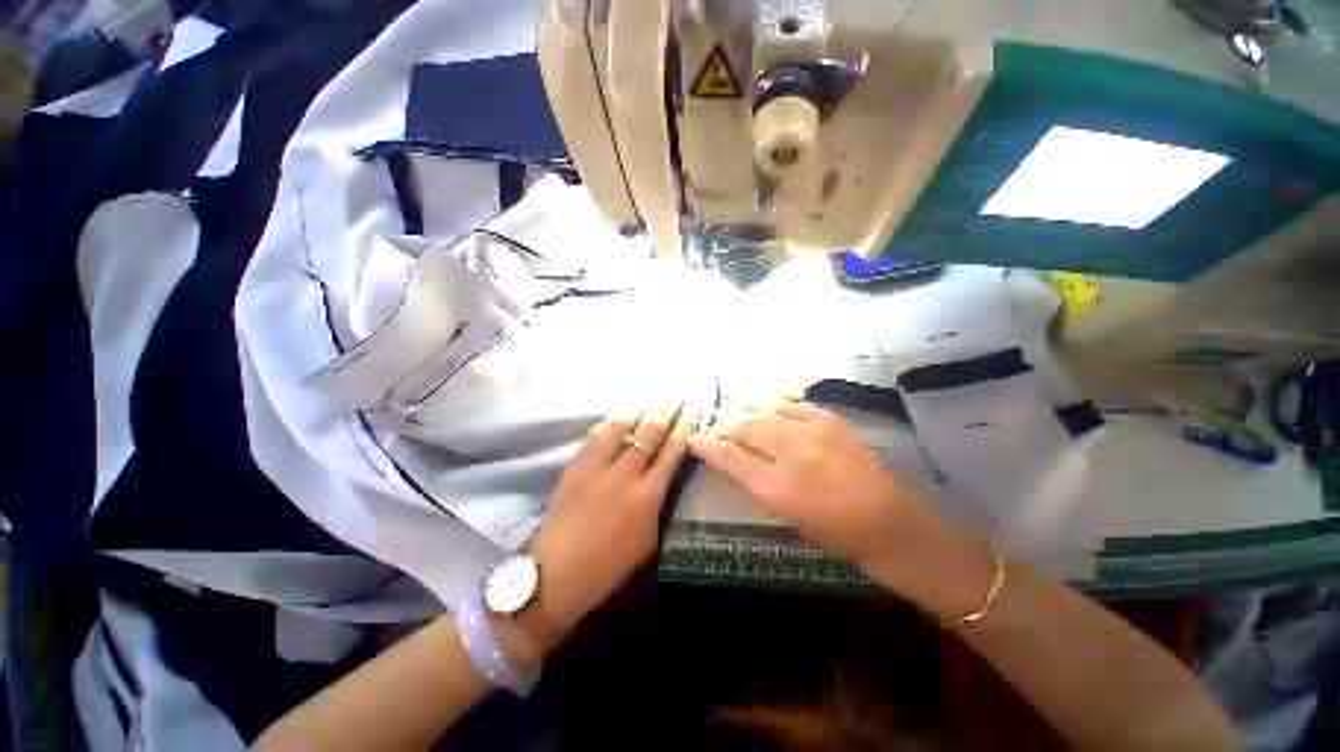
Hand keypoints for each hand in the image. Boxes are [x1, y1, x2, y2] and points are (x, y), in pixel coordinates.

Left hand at [520, 403, 696, 651]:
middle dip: (667, 412)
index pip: (672, 452)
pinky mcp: (576, 465)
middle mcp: (626, 475)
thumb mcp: (648, 537)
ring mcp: (598, 467)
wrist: (558, 573)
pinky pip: (596, 434)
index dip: (684, 429)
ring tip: (648, 405)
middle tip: (677, 400)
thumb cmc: (610, 564)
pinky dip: (612, 422)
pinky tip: (619, 418)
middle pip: (650, 432)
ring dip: (639, 411)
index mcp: (648, 497)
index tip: (693, 412)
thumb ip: (658, 501)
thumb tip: (662, 474)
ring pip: (622, 426)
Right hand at [686, 401, 949, 584]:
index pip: (731, 457)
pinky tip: (768, 414)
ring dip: (745, 415)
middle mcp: (793, 453)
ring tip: (738, 421)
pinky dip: (773, 409)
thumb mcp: (783, 512)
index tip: (693, 438)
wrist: (885, 520)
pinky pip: (791, 405)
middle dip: (724, 427)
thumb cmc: (830, 529)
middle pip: (745, 427)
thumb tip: (727, 456)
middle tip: (715, 430)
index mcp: (778, 487)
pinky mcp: (829, 420)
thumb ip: (751, 480)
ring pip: (764, 411)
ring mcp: (814, 432)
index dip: (708, 445)